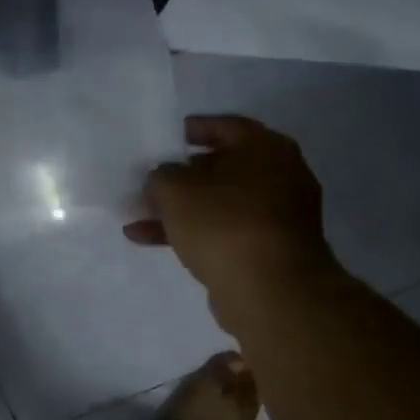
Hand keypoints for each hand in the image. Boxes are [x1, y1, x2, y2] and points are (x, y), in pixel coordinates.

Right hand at [124, 115, 333, 289]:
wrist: (271, 292)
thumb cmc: (224, 223)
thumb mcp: (174, 189)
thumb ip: (161, 176)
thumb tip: (164, 180)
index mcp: (266, 150)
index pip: (227, 126)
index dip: (195, 129)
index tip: (168, 138)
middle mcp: (280, 177)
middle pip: (224, 167)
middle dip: (183, 175)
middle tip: (152, 178)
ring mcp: (278, 217)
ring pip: (220, 203)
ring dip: (180, 208)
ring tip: (139, 213)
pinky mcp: (268, 251)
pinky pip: (223, 232)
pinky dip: (191, 233)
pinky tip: (147, 239)